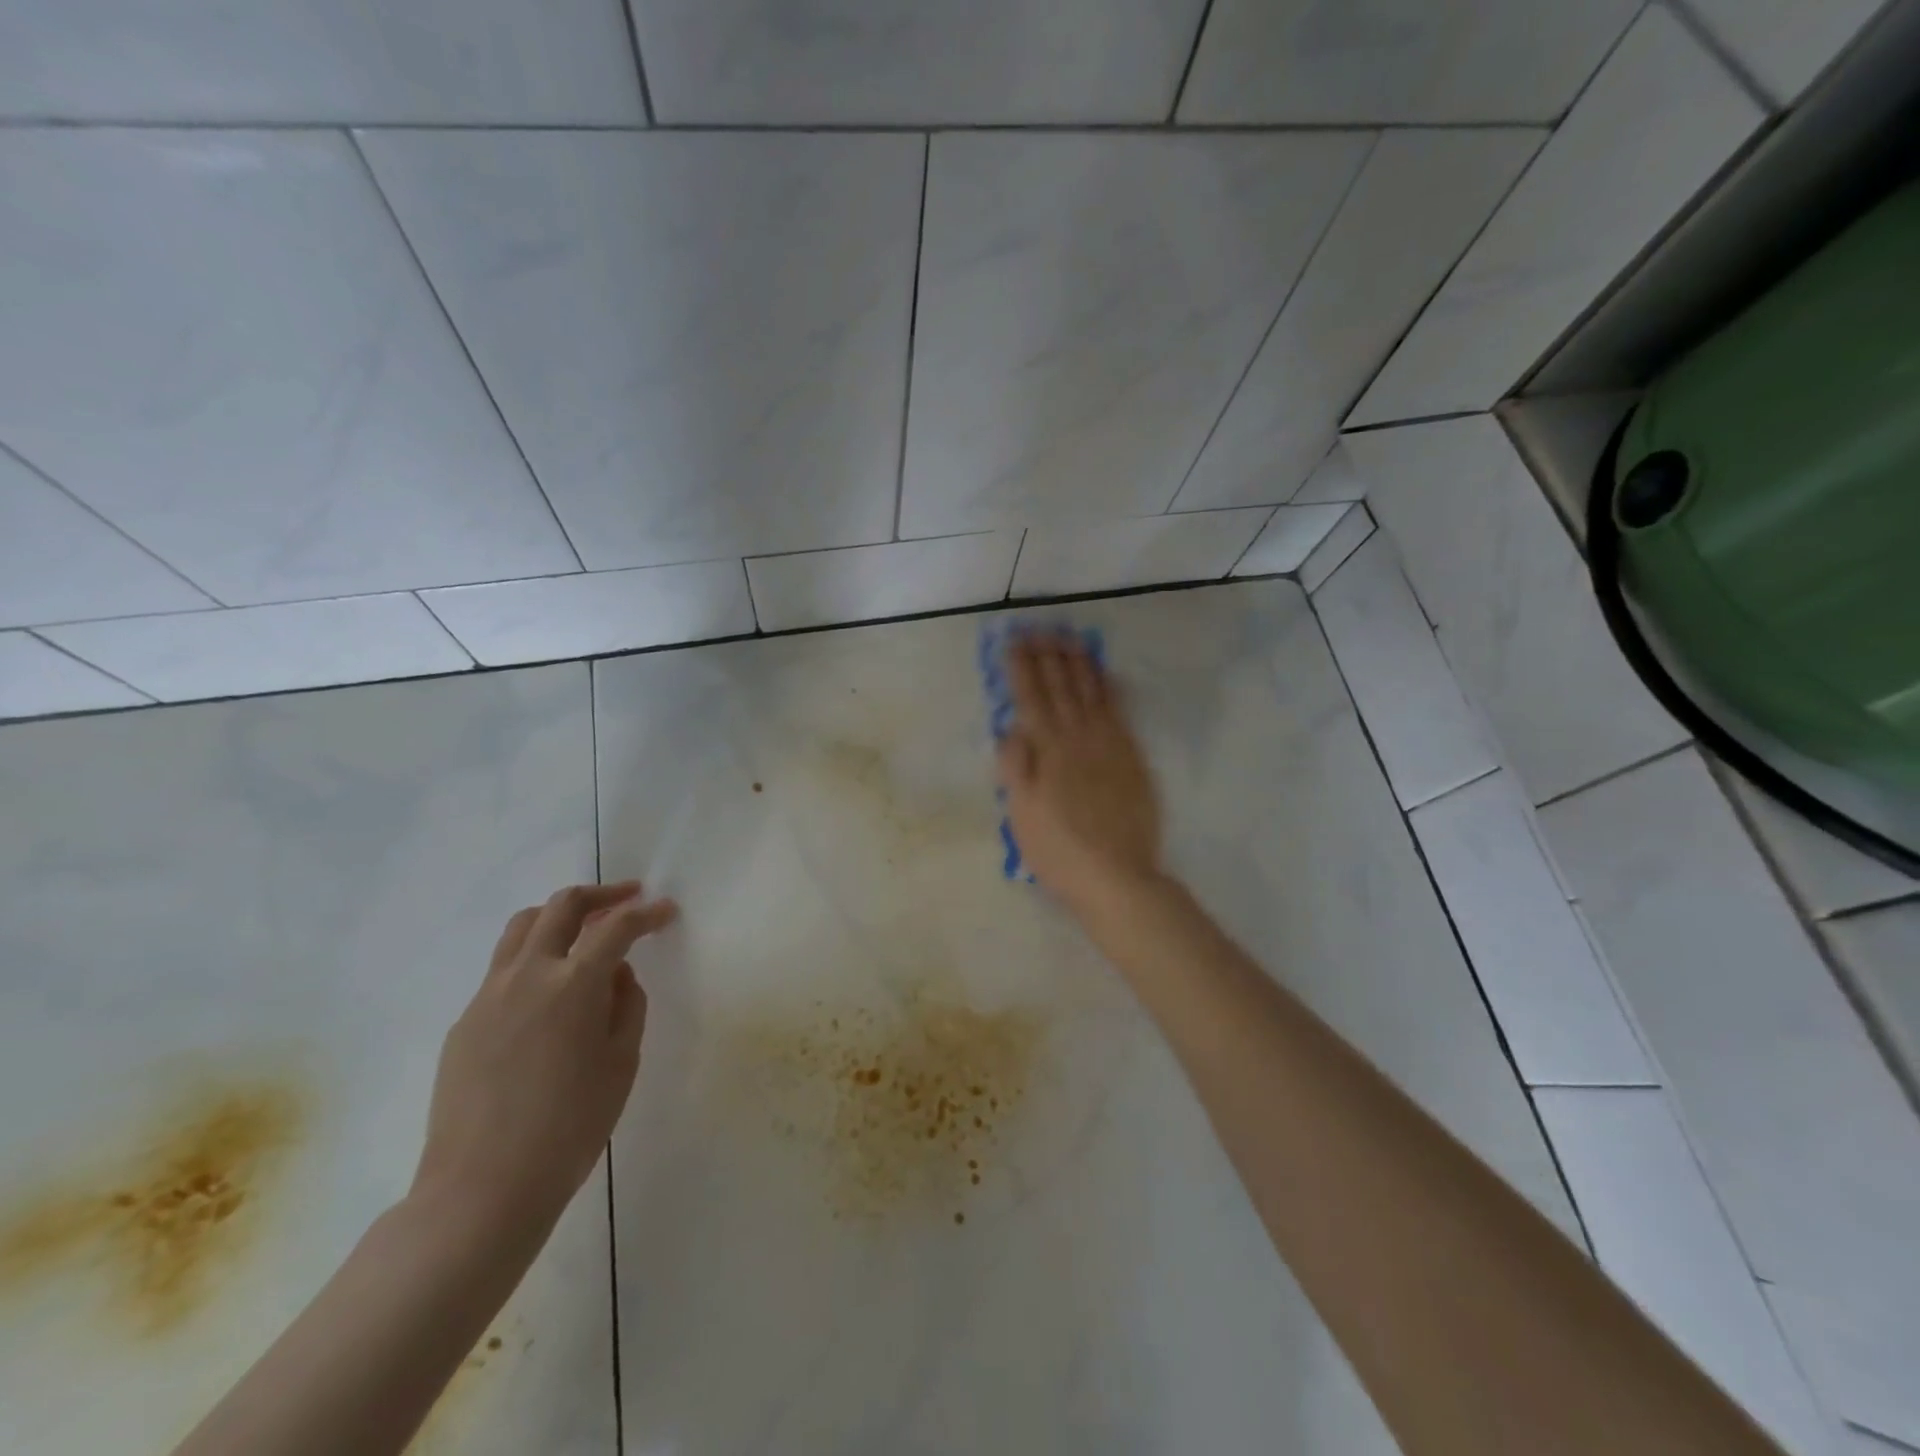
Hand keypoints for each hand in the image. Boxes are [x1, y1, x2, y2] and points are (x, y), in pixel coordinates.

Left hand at [410, 882, 677, 1240]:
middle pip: (562, 906)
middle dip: (602, 895)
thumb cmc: (570, 1127)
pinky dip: (534, 959)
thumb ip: (626, 1005)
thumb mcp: (621, 1062)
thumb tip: (616, 975)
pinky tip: (549, 996)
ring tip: (584, 930)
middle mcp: (528, 975)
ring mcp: (488, 996)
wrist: (482, 1189)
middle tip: (628, 899)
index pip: (617, 927)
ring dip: (559, 916)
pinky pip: (502, 970)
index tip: (666, 911)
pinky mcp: (464, 1022)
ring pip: (522, 926)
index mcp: (574, 984)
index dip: (647, 913)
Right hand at [995, 630, 1163, 918]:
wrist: (1117, 877)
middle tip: (1039, 629)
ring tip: (1070, 638)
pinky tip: (1105, 674)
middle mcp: (1078, 738)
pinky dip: (1110, 688)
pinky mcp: (1132, 757)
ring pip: (1092, 692)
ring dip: (1079, 663)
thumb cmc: (1058, 850)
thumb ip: (1016, 766)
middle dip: (1048, 655)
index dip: (1021, 668)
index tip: (1013, 642)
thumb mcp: (1021, 813)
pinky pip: (1120, 711)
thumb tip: (1013, 728)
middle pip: (1062, 687)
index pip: (1031, 698)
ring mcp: (1110, 744)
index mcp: (1047, 750)